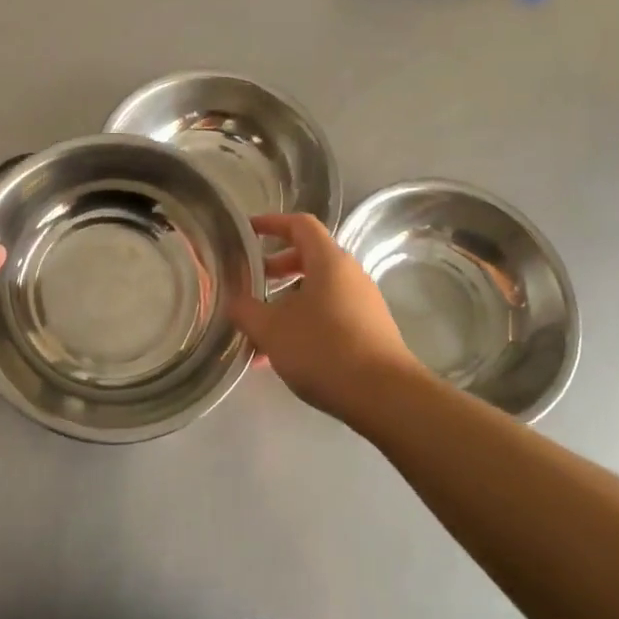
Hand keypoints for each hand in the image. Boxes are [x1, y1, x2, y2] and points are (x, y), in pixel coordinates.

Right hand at [229, 213, 419, 423]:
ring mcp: (363, 304)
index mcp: (329, 261)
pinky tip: (282, 357)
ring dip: (287, 303)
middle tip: (251, 283)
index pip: (300, 224)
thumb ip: (246, 311)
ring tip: (260, 330)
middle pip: (310, 258)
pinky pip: (329, 315)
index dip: (272, 223)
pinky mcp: (369, 331)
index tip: (248, 230)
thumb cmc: (323, 349)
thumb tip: (233, 302)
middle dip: (277, 268)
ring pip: (317, 291)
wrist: (384, 396)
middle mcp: (350, 275)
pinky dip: (303, 324)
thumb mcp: (271, 330)